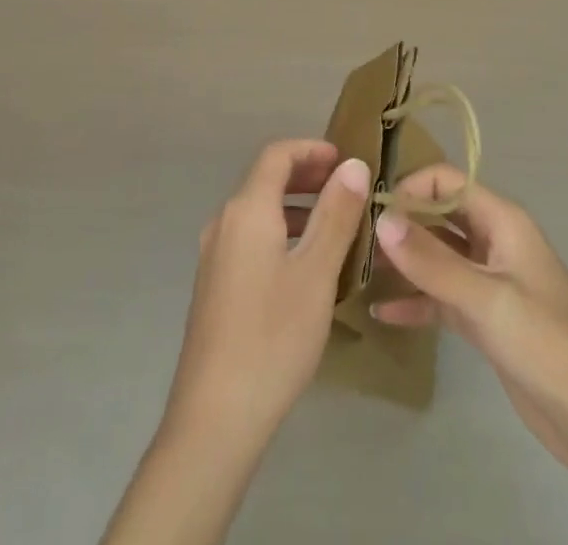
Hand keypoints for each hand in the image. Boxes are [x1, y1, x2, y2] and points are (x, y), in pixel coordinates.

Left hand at [163, 138, 370, 454]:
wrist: (215, 418)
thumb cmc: (273, 337)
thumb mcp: (316, 273)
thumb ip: (336, 214)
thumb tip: (353, 165)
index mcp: (246, 210)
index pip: (277, 155)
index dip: (312, 149)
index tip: (345, 159)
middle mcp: (224, 222)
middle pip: (265, 179)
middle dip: (306, 175)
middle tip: (346, 187)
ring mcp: (214, 254)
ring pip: (258, 211)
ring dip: (296, 206)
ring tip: (335, 224)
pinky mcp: (214, 284)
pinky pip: (250, 237)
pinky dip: (280, 231)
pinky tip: (305, 264)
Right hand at [372, 166, 567, 544]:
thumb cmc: (550, 344)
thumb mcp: (488, 299)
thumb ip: (433, 261)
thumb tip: (382, 219)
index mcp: (502, 221)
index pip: (446, 182)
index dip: (410, 188)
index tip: (372, 212)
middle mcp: (493, 241)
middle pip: (438, 216)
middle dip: (401, 224)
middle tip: (355, 240)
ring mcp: (488, 281)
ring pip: (436, 257)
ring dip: (403, 262)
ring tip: (358, 271)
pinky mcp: (484, 319)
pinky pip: (441, 298)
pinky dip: (415, 302)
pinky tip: (382, 312)